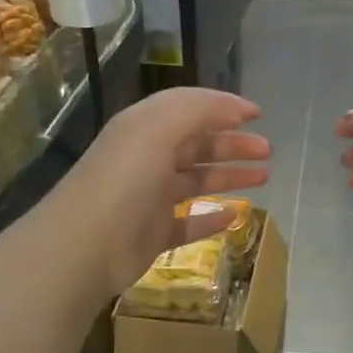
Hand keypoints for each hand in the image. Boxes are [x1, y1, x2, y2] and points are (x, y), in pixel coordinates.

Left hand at [57, 87, 270, 297]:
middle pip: (197, 145)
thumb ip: (198, 110)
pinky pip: (188, 222)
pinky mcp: (153, 234)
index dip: (223, 107)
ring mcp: (150, 198)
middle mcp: (147, 158)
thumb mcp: (158, 129)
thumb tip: (236, 107)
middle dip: (232, 144)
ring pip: (196, 182)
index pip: (189, 108)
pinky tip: (234, 216)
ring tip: (264, 177)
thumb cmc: (125, 180)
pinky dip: (210, 218)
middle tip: (267, 150)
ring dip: (229, 177)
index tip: (259, 114)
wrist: (86, 245)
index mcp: (144, 128)